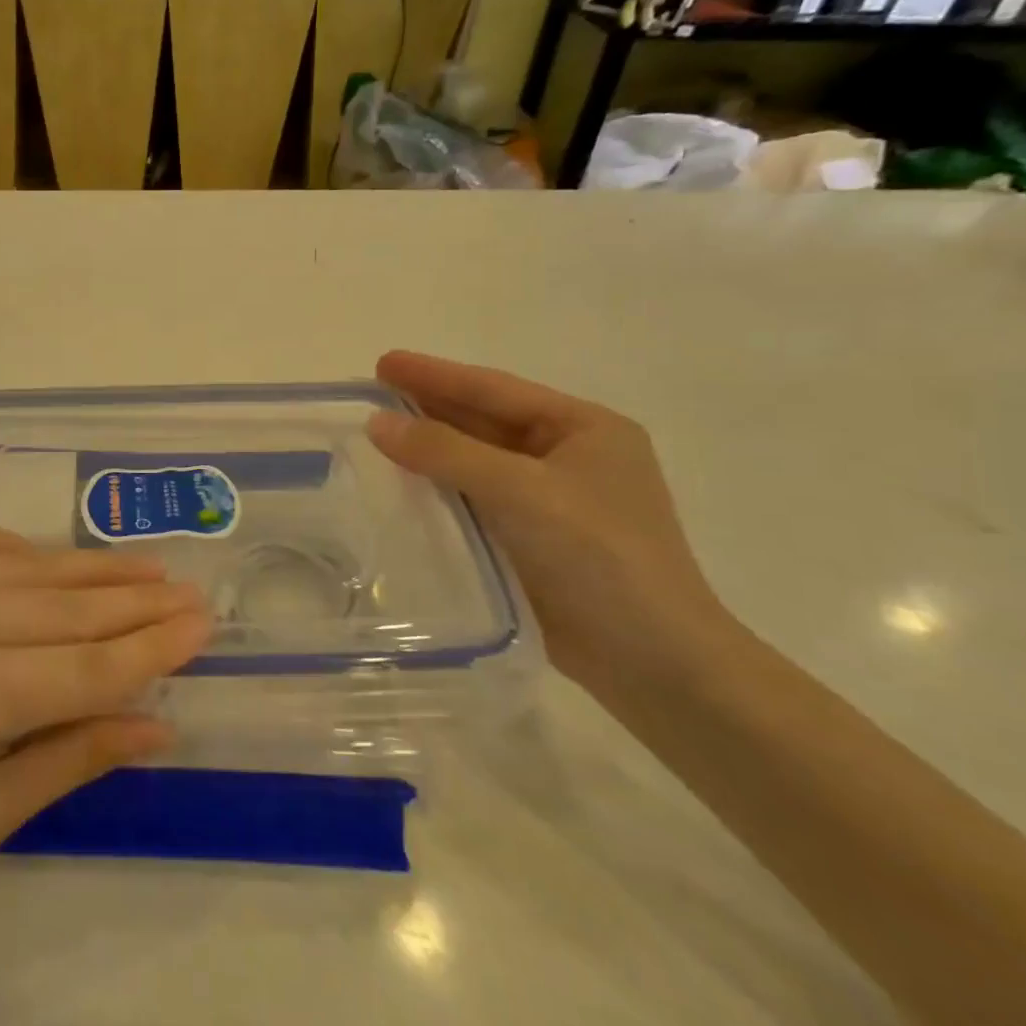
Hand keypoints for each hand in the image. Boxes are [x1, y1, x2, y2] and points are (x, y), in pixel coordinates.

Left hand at [0, 525, 211, 967]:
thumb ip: (76, 756)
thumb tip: (160, 723)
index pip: (83, 667)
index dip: (151, 648)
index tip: (204, 624)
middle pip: (61, 607)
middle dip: (135, 602)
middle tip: (190, 590)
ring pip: (22, 568)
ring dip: (90, 569)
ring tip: (146, 568)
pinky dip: (19, 549)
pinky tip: (55, 558)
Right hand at [367, 351, 741, 693]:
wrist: (653, 661)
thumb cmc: (599, 557)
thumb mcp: (522, 491)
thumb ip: (446, 452)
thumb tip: (377, 422)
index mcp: (585, 429)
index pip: (496, 389)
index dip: (435, 374)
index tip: (382, 363)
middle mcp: (569, 457)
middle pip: (485, 421)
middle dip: (429, 406)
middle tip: (372, 394)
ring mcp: (552, 501)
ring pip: (477, 461)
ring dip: (430, 448)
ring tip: (376, 434)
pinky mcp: (533, 540)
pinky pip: (475, 499)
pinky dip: (439, 488)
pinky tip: (401, 485)